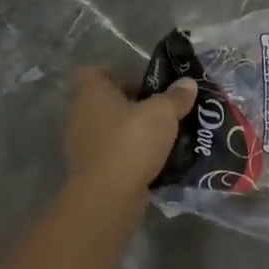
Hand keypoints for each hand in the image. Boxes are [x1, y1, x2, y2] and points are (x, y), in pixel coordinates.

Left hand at [64, 67, 197, 201]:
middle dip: (131, 102)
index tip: (142, 80)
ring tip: (161, 133)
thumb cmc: (132, 141)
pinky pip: (112, 153)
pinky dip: (128, 153)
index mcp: (92, 94)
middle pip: (105, 101)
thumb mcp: (163, 113)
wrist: (109, 196)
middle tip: (159, 107)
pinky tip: (153, 158)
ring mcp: (82, 145)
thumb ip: (176, 96)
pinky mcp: (90, 170)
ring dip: (130, 129)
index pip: (95, 73)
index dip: (116, 73)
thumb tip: (188, 83)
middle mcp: (81, 115)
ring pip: (109, 128)